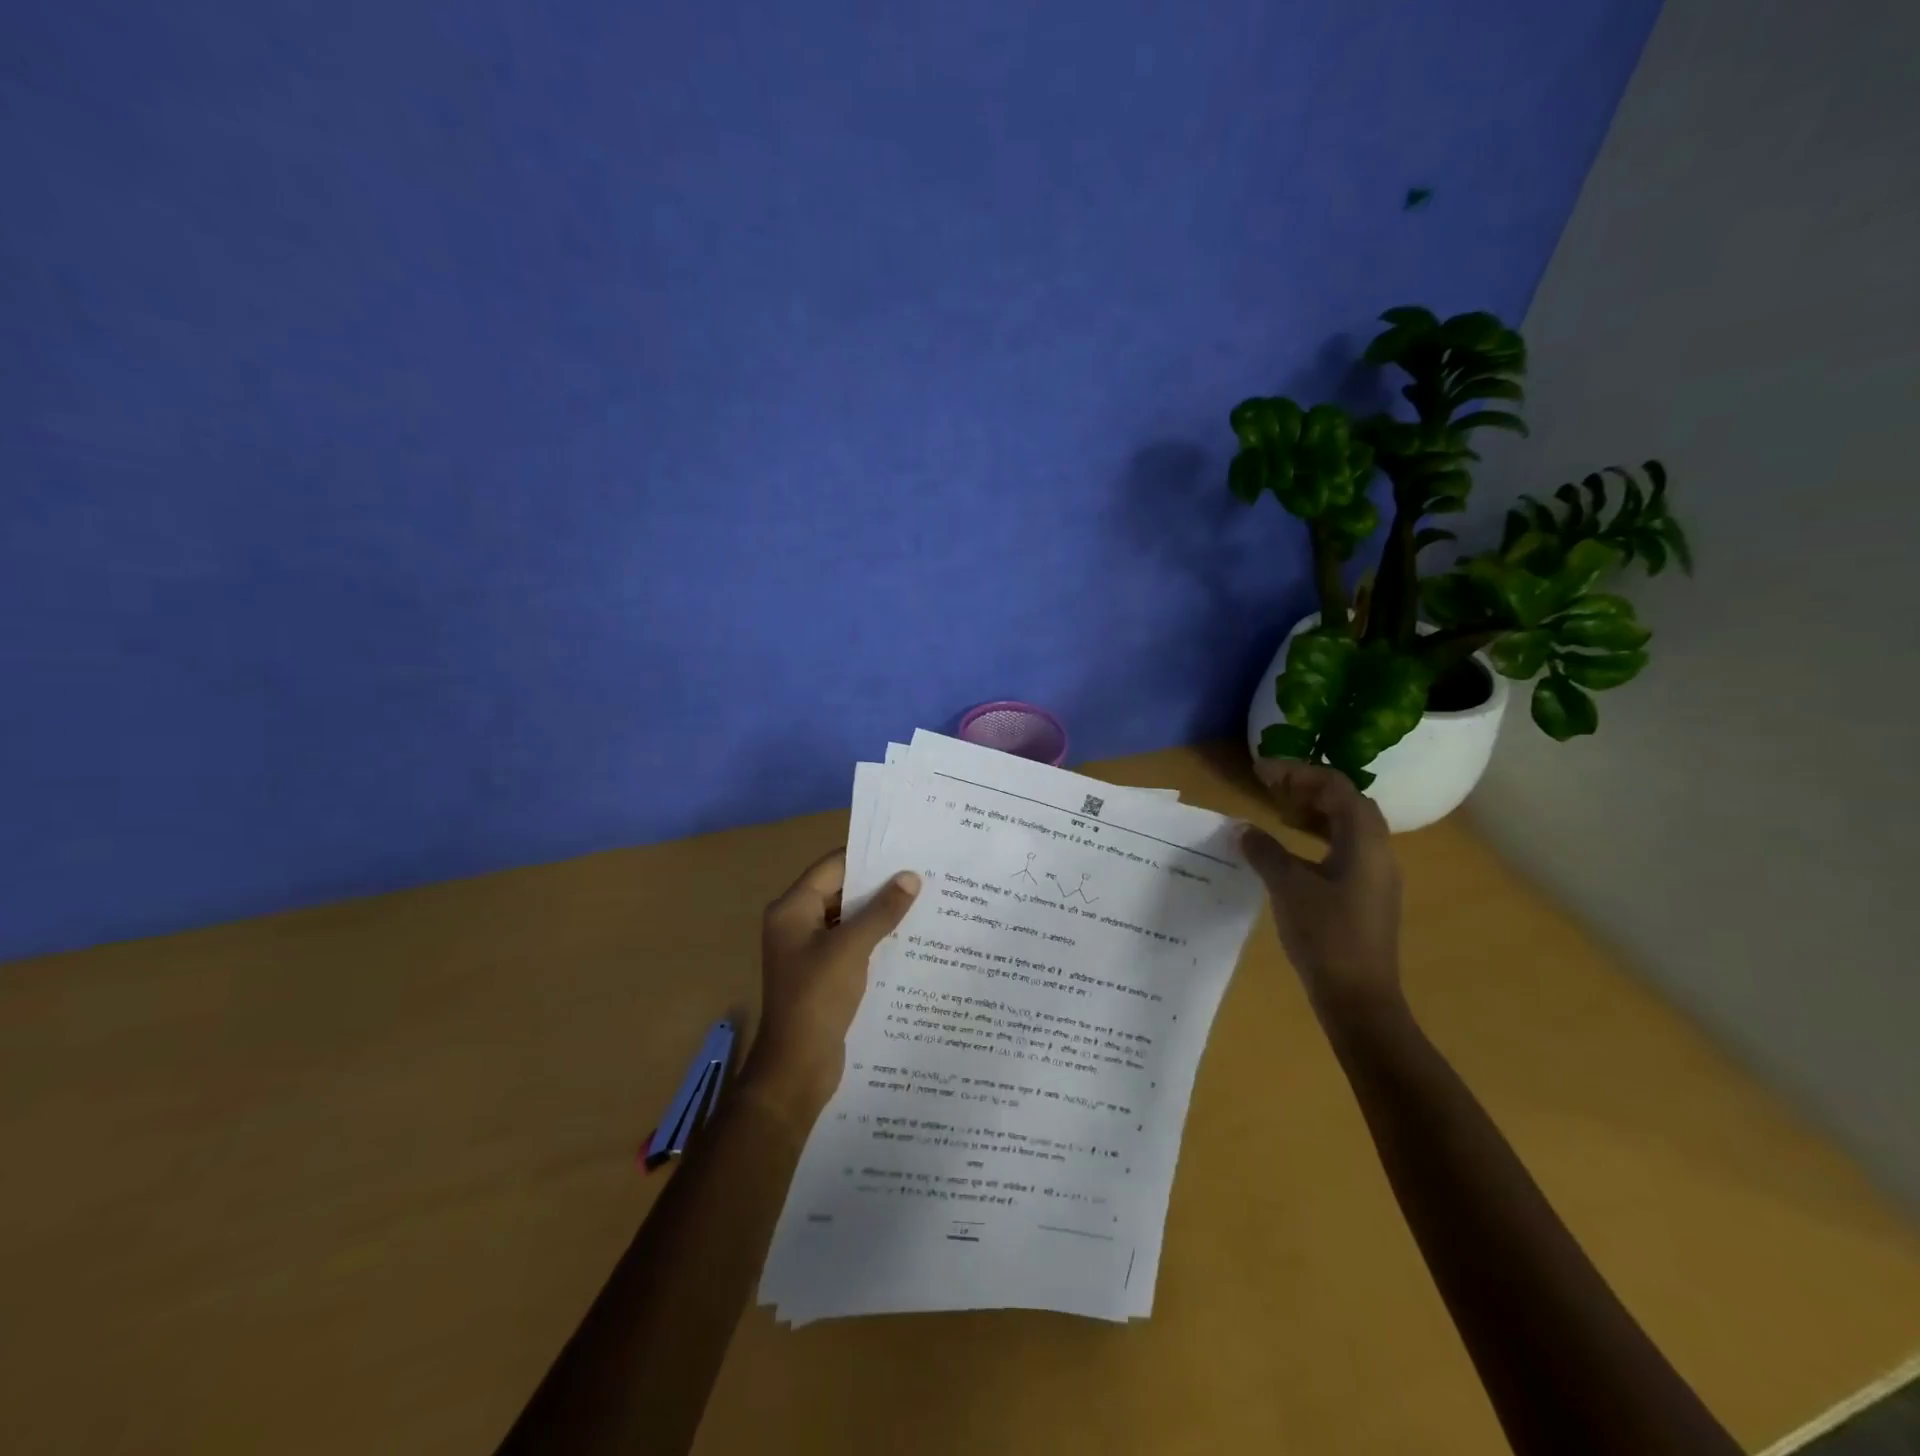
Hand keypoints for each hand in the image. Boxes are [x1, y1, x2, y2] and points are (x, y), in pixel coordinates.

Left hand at [742, 851, 921, 1118]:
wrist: (796, 1068)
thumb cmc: (817, 999)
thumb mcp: (851, 949)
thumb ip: (881, 911)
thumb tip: (910, 877)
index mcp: (792, 909)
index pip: (833, 867)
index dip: (868, 857)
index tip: (907, 851)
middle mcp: (796, 923)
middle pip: (841, 891)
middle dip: (879, 885)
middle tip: (923, 875)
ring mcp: (808, 950)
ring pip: (848, 919)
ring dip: (879, 913)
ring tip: (923, 902)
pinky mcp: (822, 973)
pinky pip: (851, 944)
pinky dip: (874, 938)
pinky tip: (907, 938)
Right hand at [1239, 762, 1403, 1020]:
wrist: (1359, 998)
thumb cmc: (1325, 936)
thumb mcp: (1288, 888)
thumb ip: (1265, 852)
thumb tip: (1245, 829)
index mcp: (1365, 842)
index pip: (1336, 787)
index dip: (1298, 773)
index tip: (1263, 773)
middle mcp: (1379, 851)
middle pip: (1347, 802)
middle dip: (1308, 789)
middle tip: (1271, 791)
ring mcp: (1376, 875)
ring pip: (1348, 826)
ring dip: (1315, 812)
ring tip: (1280, 815)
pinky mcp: (1368, 895)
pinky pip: (1346, 849)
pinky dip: (1319, 837)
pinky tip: (1293, 851)